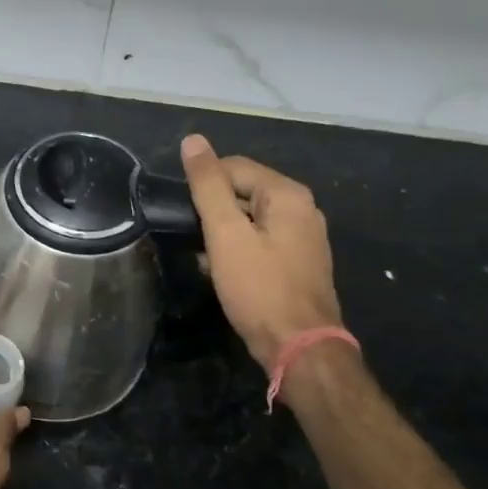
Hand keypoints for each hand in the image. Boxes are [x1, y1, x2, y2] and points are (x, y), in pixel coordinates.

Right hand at [181, 134, 342, 371]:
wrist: (299, 348)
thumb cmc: (259, 288)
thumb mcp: (226, 234)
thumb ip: (208, 186)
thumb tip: (193, 140)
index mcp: (288, 194)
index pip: (234, 167)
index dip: (203, 185)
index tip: (183, 215)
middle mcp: (302, 209)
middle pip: (243, 191)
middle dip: (213, 211)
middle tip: (191, 239)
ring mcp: (304, 238)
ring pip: (249, 219)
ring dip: (222, 233)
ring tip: (203, 258)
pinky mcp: (298, 263)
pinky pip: (260, 242)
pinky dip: (238, 250)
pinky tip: (222, 272)